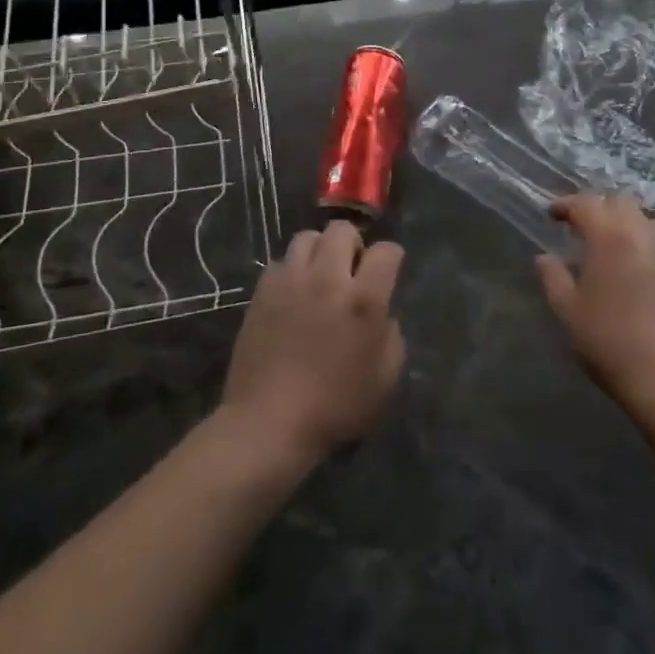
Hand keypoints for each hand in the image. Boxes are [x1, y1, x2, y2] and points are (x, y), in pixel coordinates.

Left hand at [220, 222, 405, 463]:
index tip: (388, 272)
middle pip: (342, 230)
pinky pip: (280, 262)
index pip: (386, 251)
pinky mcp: (263, 290)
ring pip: (307, 237)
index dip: (391, 258)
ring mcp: (291, 280)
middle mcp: (328, 278)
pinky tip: (292, 293)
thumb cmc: (334, 408)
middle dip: (353, 244)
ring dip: (319, 250)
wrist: (269, 422)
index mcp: (364, 300)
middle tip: (350, 270)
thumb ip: (392, 337)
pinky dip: (291, 270)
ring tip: (318, 275)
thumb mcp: (384, 381)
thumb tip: (382, 315)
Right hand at [536, 193, 654, 405]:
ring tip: (608, 243)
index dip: (566, 205)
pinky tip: (631, 266)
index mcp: (609, 238)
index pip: (586, 204)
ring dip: (624, 221)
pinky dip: (642, 242)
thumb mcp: (567, 310)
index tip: (552, 215)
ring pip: (645, 219)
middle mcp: (641, 236)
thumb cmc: (607, 340)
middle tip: (580, 227)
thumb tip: (544, 258)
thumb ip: (552, 277)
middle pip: (620, 202)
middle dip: (598, 207)